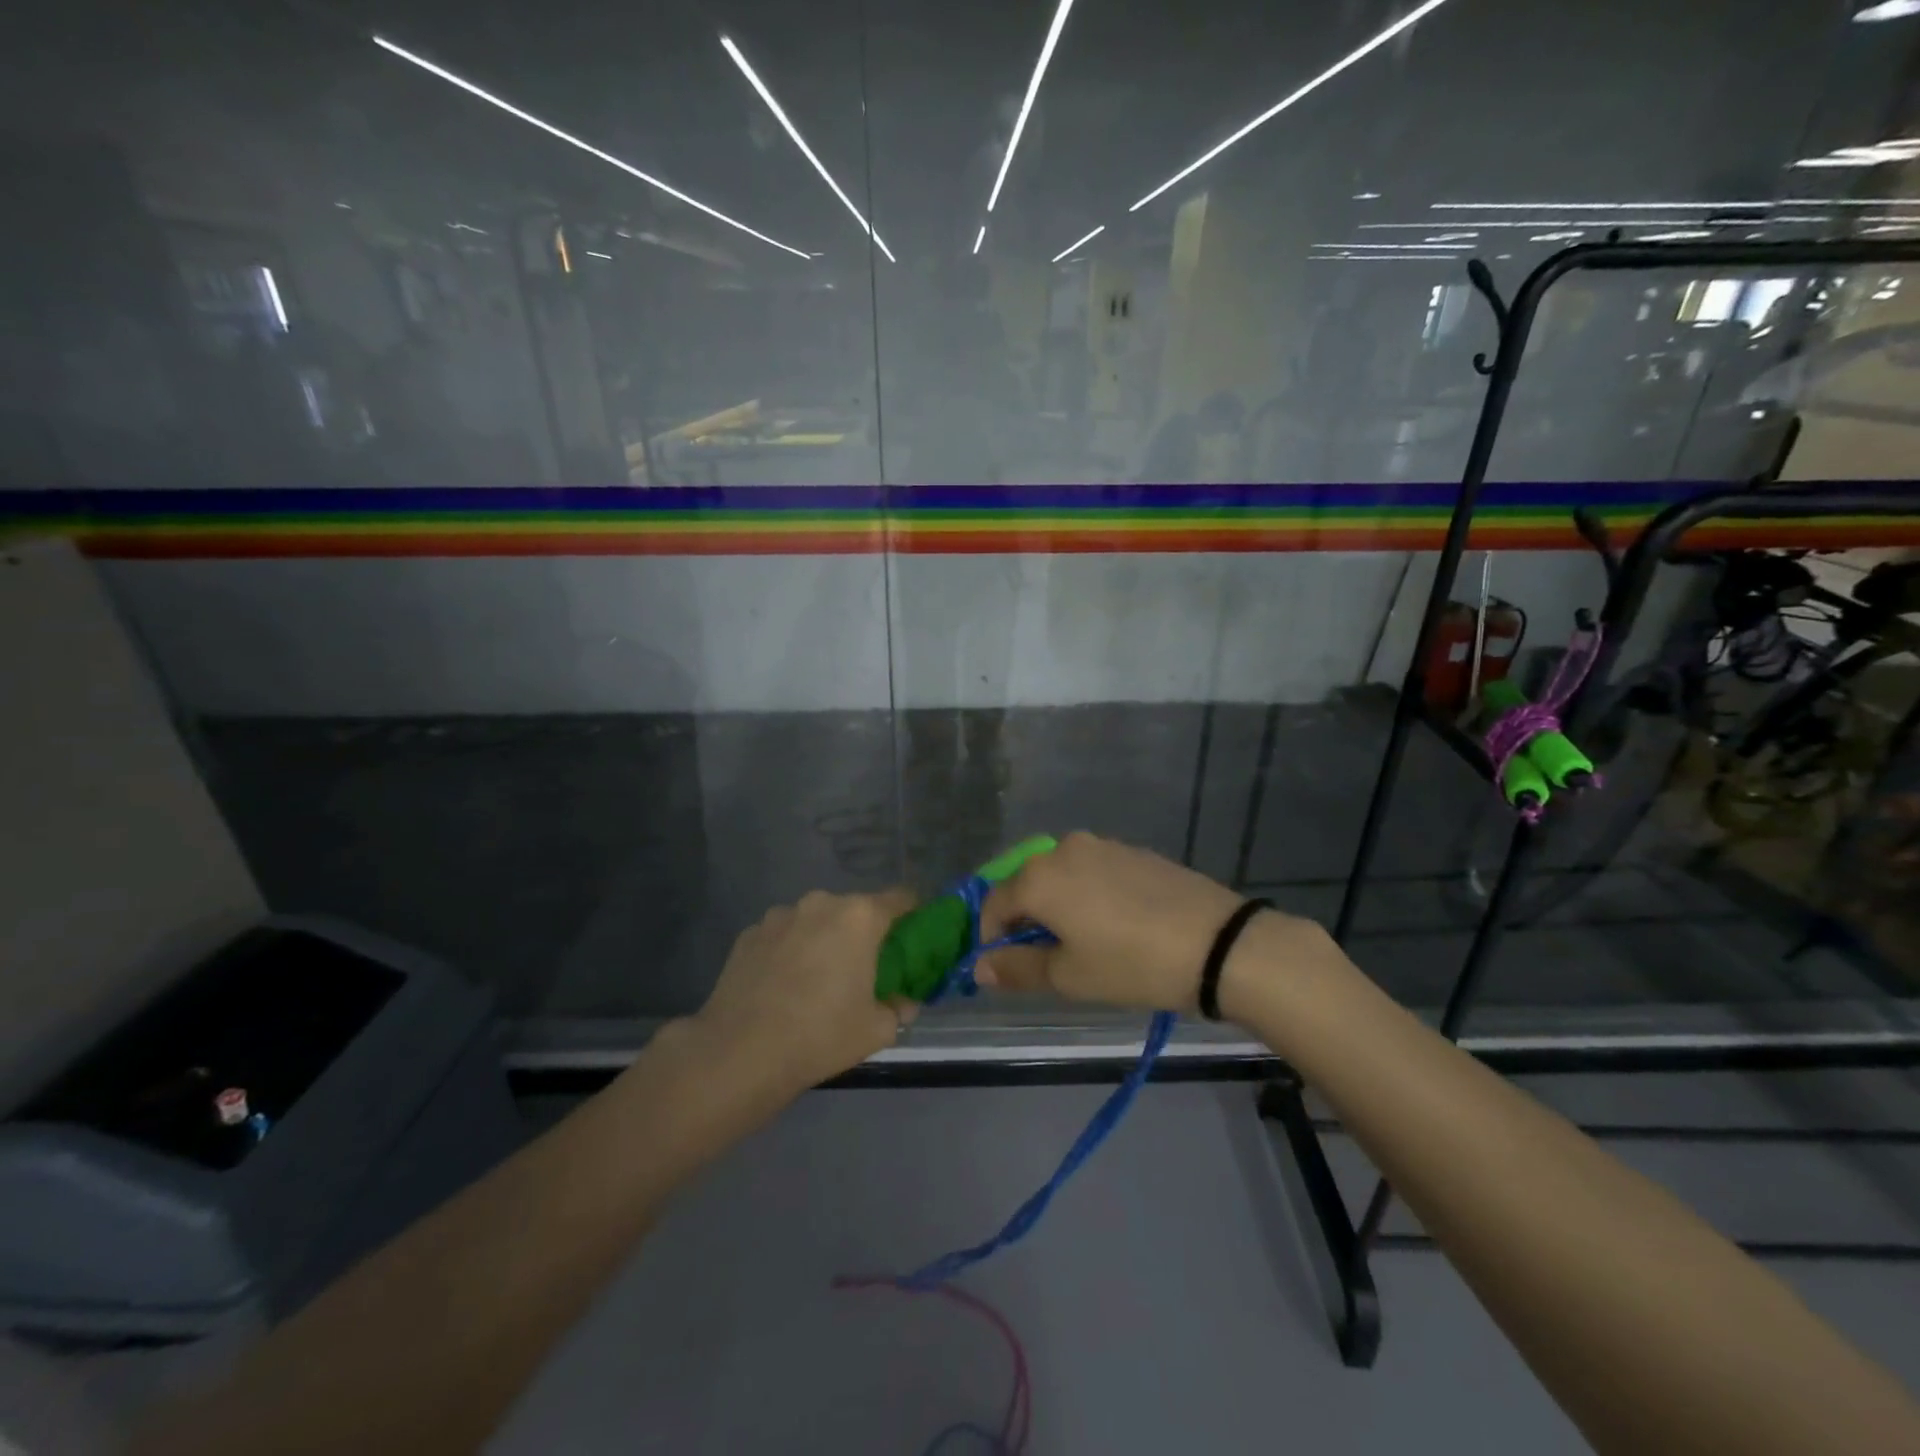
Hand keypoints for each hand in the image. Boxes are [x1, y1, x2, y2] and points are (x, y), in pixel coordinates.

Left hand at [688, 888, 919, 1095]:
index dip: (913, 913)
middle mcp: (821, 903)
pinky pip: (783, 934)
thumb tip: (903, 1003)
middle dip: (863, 932)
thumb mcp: (876, 1029)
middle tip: (864, 967)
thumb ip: (898, 1009)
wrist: (740, 1052)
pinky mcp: (749, 933)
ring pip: (815, 920)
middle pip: (855, 909)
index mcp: (860, 917)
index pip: (901, 898)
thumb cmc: (820, 1035)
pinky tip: (782, 985)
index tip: (914, 935)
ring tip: (817, 978)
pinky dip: (790, 950)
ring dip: (823, 938)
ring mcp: (780, 915)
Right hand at [976, 832, 1266, 1011]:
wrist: (1217, 943)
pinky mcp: (1133, 851)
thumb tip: (980, 965)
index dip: (991, 937)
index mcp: (1039, 876)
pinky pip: (1093, 871)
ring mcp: (1102, 845)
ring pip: (1061, 876)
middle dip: (1025, 920)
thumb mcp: (1069, 976)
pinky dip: (1087, 894)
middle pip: (1027, 884)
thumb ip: (1017, 968)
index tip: (1005, 967)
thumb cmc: (1131, 963)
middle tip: (1044, 958)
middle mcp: (1063, 849)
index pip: (994, 903)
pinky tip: (1113, 924)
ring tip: (1081, 943)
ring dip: (1057, 906)